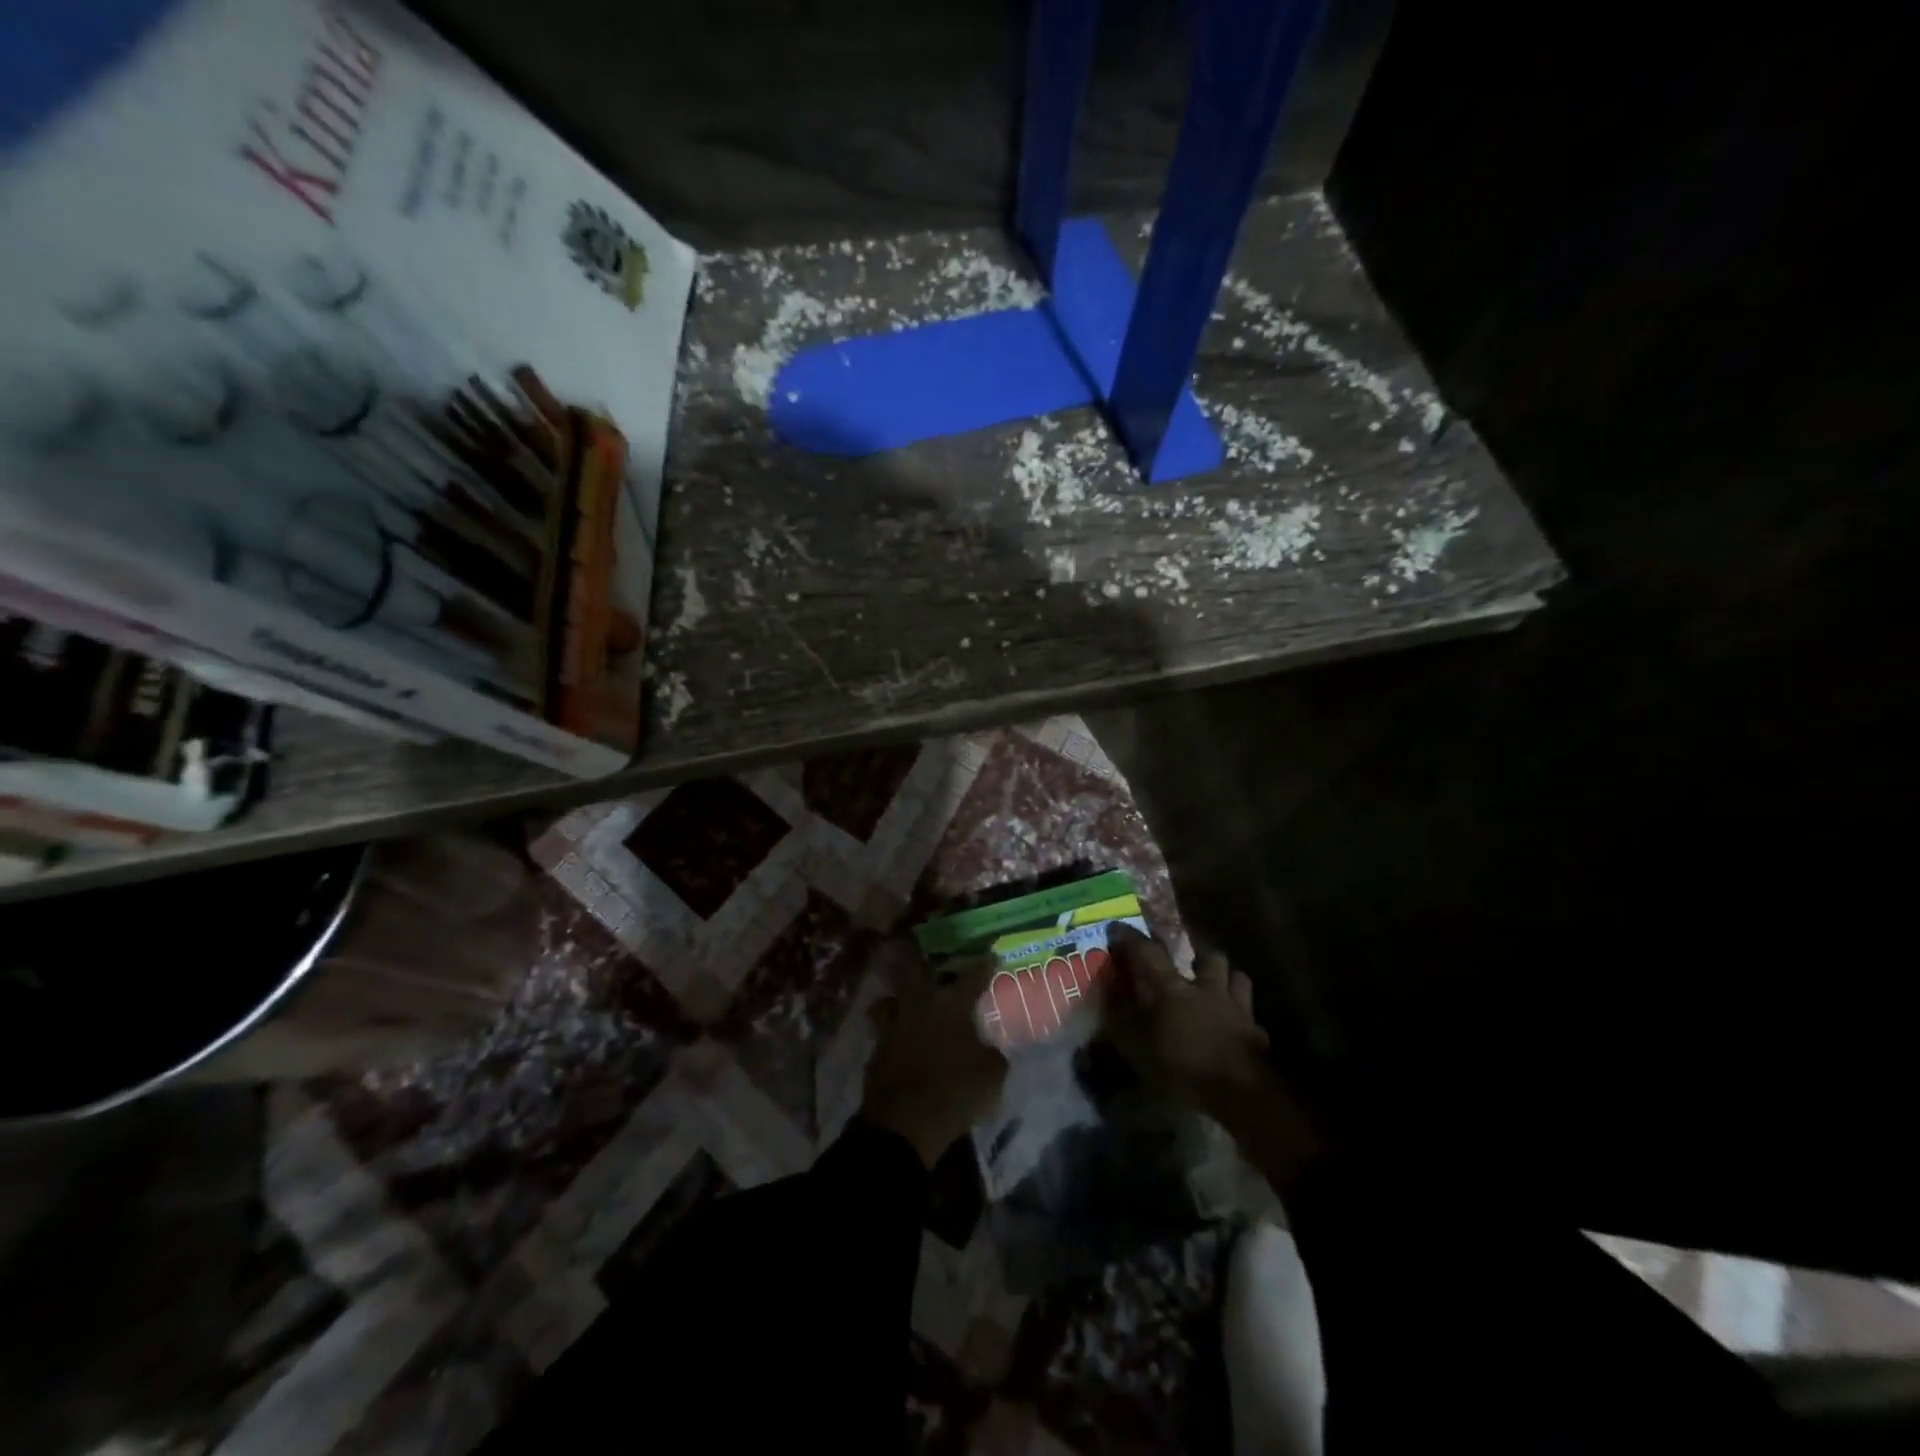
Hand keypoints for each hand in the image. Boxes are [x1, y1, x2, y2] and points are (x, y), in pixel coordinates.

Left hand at [860, 951, 1008, 1167]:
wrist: (903, 1123)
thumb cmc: (954, 1091)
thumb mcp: (992, 1075)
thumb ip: (991, 1054)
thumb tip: (987, 1047)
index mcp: (951, 1005)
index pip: (972, 977)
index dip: (983, 966)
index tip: (990, 955)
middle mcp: (920, 1005)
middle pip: (917, 972)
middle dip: (924, 965)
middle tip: (932, 964)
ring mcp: (893, 1025)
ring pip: (892, 1000)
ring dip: (900, 999)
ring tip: (909, 1003)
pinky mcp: (876, 1050)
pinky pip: (886, 1031)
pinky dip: (894, 1033)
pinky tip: (902, 1041)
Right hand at [1101, 925, 1323, 1193]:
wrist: (1242, 1090)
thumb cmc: (1184, 1067)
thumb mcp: (1139, 1049)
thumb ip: (1122, 1021)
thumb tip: (1109, 998)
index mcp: (1173, 989)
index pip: (1148, 952)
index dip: (1130, 939)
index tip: (1117, 928)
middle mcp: (1206, 988)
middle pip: (1207, 956)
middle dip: (1198, 955)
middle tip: (1190, 963)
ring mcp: (1237, 1007)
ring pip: (1237, 977)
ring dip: (1227, 978)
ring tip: (1218, 987)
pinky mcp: (1257, 1031)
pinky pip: (1251, 1015)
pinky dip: (1243, 1016)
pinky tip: (1237, 1026)